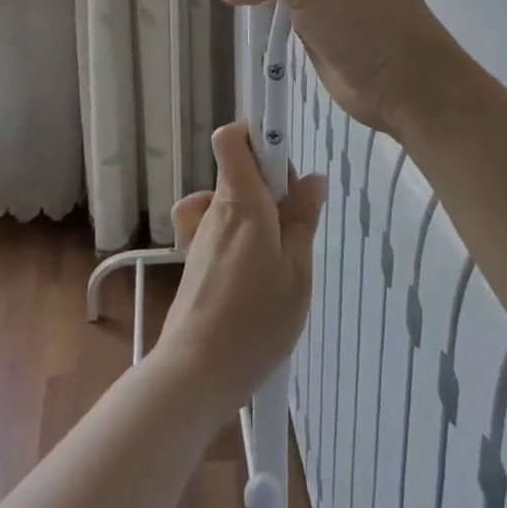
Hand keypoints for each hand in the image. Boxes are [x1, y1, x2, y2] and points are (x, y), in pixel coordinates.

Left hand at [154, 123, 325, 417]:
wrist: (195, 372)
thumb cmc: (255, 321)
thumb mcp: (297, 272)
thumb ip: (302, 220)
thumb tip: (311, 177)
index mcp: (242, 201)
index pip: (233, 137)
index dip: (259, 135)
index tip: (286, 162)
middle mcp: (215, 208)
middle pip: (240, 169)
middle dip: (273, 182)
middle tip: (297, 224)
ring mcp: (201, 233)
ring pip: (233, 200)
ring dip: (259, 213)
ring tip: (281, 256)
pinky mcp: (196, 258)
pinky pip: (220, 227)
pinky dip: (238, 235)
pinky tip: (252, 268)